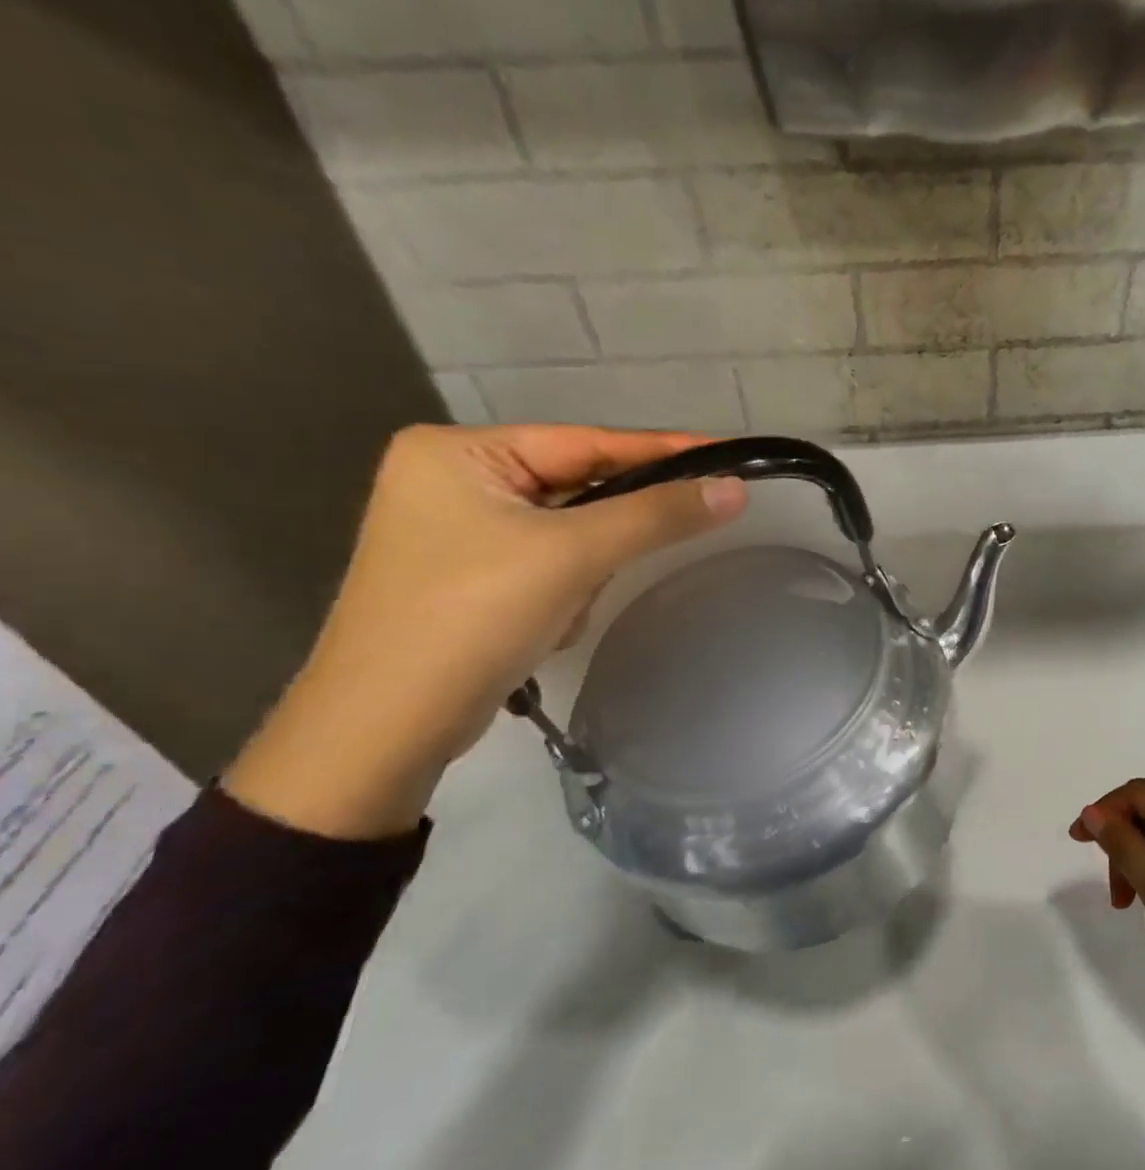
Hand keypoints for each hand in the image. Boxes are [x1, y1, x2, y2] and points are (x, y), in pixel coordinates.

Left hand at [225, 424, 746, 839]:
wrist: (384, 729)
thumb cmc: (472, 619)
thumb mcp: (572, 556)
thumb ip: (657, 515)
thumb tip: (734, 490)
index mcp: (458, 451)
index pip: (586, 440)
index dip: (662, 451)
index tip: (725, 455)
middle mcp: (451, 478)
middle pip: (575, 488)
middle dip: (606, 535)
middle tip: (637, 554)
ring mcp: (454, 529)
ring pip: (567, 532)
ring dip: (582, 572)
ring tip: (559, 612)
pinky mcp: (466, 574)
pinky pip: (546, 563)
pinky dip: (562, 592)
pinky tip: (543, 626)